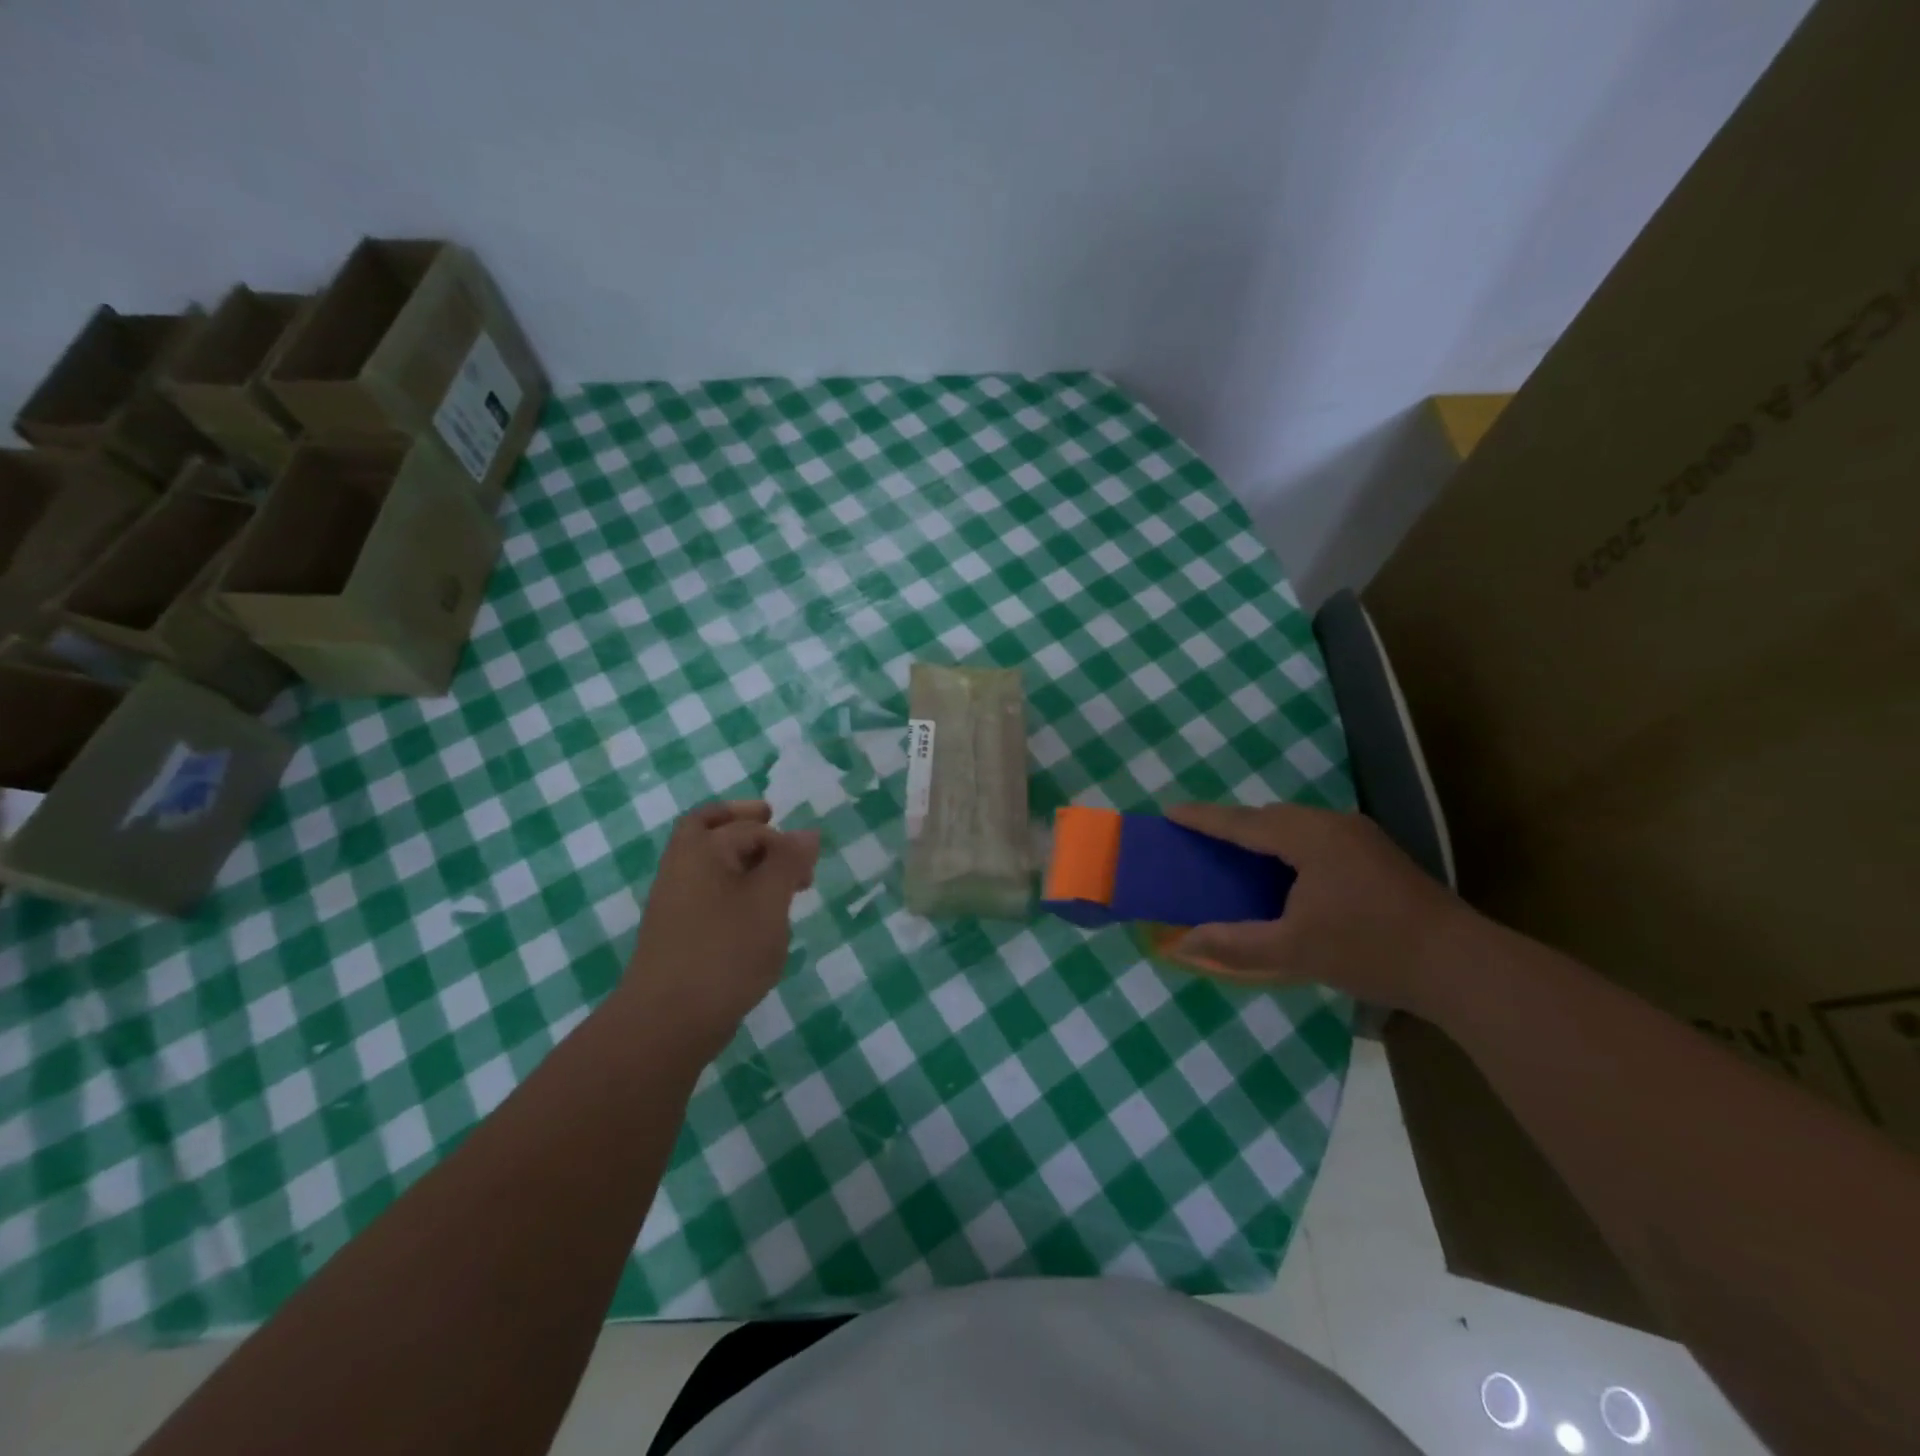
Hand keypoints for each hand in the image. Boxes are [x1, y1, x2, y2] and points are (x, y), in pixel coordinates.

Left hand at [617, 801, 820, 1060]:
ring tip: (776, 881)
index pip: (749, 827)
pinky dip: (731, 889)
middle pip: (708, 827)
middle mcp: (681, 867)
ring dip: (739, 859)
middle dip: (741, 821)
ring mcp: (674, 902)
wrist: (666, 1022)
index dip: (783, 839)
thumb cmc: (725, 952)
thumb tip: (806, 832)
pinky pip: (707, 894)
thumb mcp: (769, 901)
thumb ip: (788, 862)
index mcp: (702, 850)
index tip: (809, 865)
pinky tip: (756, 918)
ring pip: (708, 863)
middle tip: (769, 818)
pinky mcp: (676, 933)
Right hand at [1166, 803, 1463, 1009]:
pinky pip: (1316, 836)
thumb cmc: (1369, 950)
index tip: (1170, 811)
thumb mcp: (1292, 951)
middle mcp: (1333, 824)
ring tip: (1238, 854)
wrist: (1461, 966)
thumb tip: (1181, 942)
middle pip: (1269, 816)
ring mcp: (1360, 836)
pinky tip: (1286, 871)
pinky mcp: (1377, 853)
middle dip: (1233, 824)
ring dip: (1263, 835)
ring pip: (1296, 824)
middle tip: (1201, 838)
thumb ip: (1233, 943)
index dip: (1204, 818)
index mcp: (1308, 837)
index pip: (1243, 822)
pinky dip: (1289, 846)